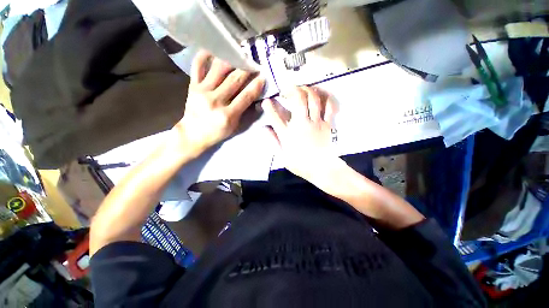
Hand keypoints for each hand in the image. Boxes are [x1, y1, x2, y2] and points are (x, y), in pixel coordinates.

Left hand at [174, 50, 264, 155]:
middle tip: (254, 62)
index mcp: (228, 115)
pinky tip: (214, 49)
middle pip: (234, 80)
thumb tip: (256, 98)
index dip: (256, 85)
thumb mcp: (235, 127)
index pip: (246, 96)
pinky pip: (197, 66)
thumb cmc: (217, 132)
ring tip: (239, 53)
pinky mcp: (192, 86)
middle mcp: (215, 101)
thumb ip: (245, 113)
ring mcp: (202, 91)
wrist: (193, 134)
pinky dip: (204, 55)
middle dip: (247, 69)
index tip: (263, 76)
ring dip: (231, 59)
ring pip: (219, 69)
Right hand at [262, 86, 337, 181]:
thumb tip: (264, 128)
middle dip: (292, 90)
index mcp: (288, 134)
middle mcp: (302, 124)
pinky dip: (326, 97)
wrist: (322, 169)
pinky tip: (321, 94)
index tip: (266, 101)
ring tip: (302, 88)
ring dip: (307, 89)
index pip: (275, 116)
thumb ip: (273, 140)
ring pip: (313, 99)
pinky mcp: (327, 124)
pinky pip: (329, 106)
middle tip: (287, 90)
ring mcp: (316, 122)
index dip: (269, 106)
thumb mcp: (282, 156)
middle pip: (298, 99)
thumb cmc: (301, 164)